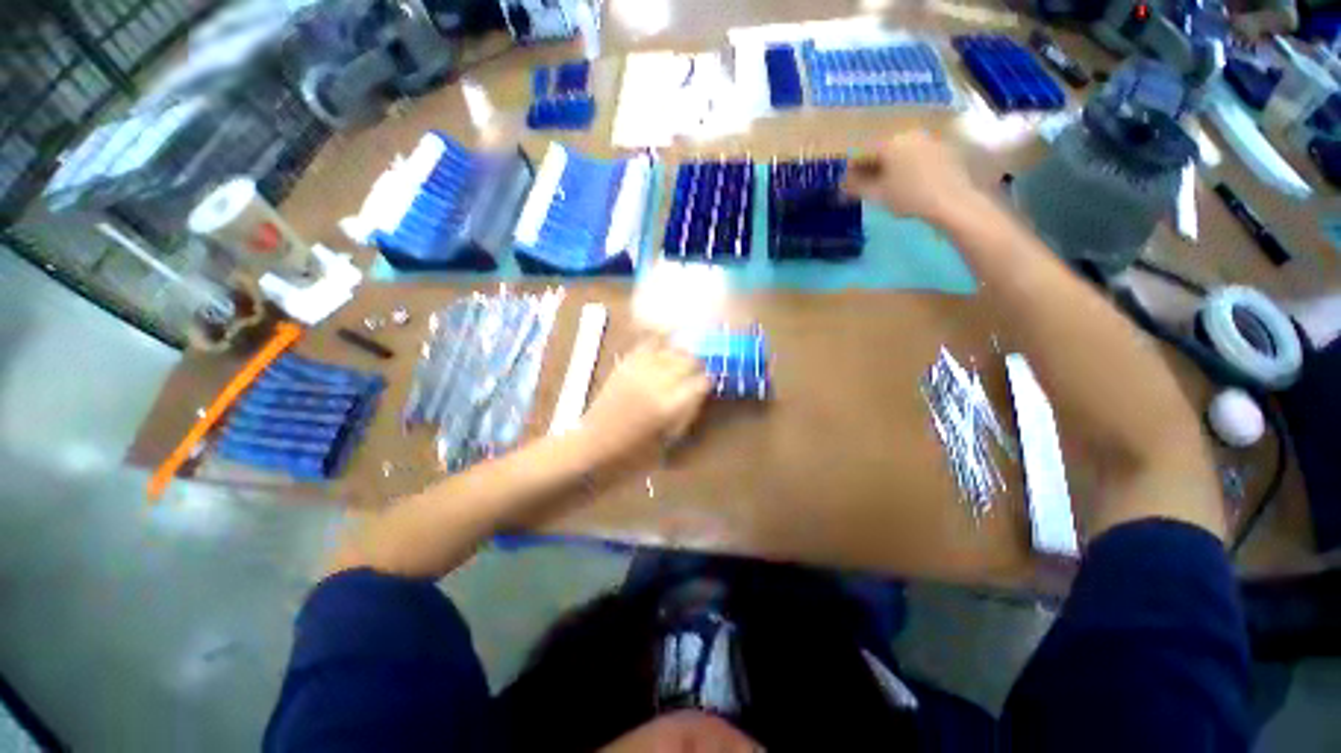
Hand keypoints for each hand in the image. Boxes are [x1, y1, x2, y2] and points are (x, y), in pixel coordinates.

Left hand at [577, 342, 709, 462]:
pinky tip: (665, 341)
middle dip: (697, 365)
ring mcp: (639, 371)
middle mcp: (657, 382)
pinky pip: (646, 344)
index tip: (709, 384)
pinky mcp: (624, 366)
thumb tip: (699, 393)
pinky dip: (659, 340)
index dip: (708, 381)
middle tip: (698, 371)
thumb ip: (687, 412)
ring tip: (683, 358)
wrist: (593, 448)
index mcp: (670, 406)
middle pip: (688, 360)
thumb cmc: (634, 455)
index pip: (701, 382)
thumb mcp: (669, 440)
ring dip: (681, 353)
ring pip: (670, 349)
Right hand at [843, 131, 978, 226]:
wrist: (952, 201)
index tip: (846, 184)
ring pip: (900, 151)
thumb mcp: (877, 195)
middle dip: (871, 166)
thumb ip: (856, 187)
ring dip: (889, 165)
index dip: (851, 169)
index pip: (862, 153)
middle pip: (882, 149)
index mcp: (889, 143)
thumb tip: (842, 185)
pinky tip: (907, 181)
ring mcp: (927, 139)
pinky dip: (907, 165)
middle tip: (865, 185)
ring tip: (886, 184)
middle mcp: (908, 134)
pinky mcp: (943, 148)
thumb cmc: (909, 197)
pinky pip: (916, 154)